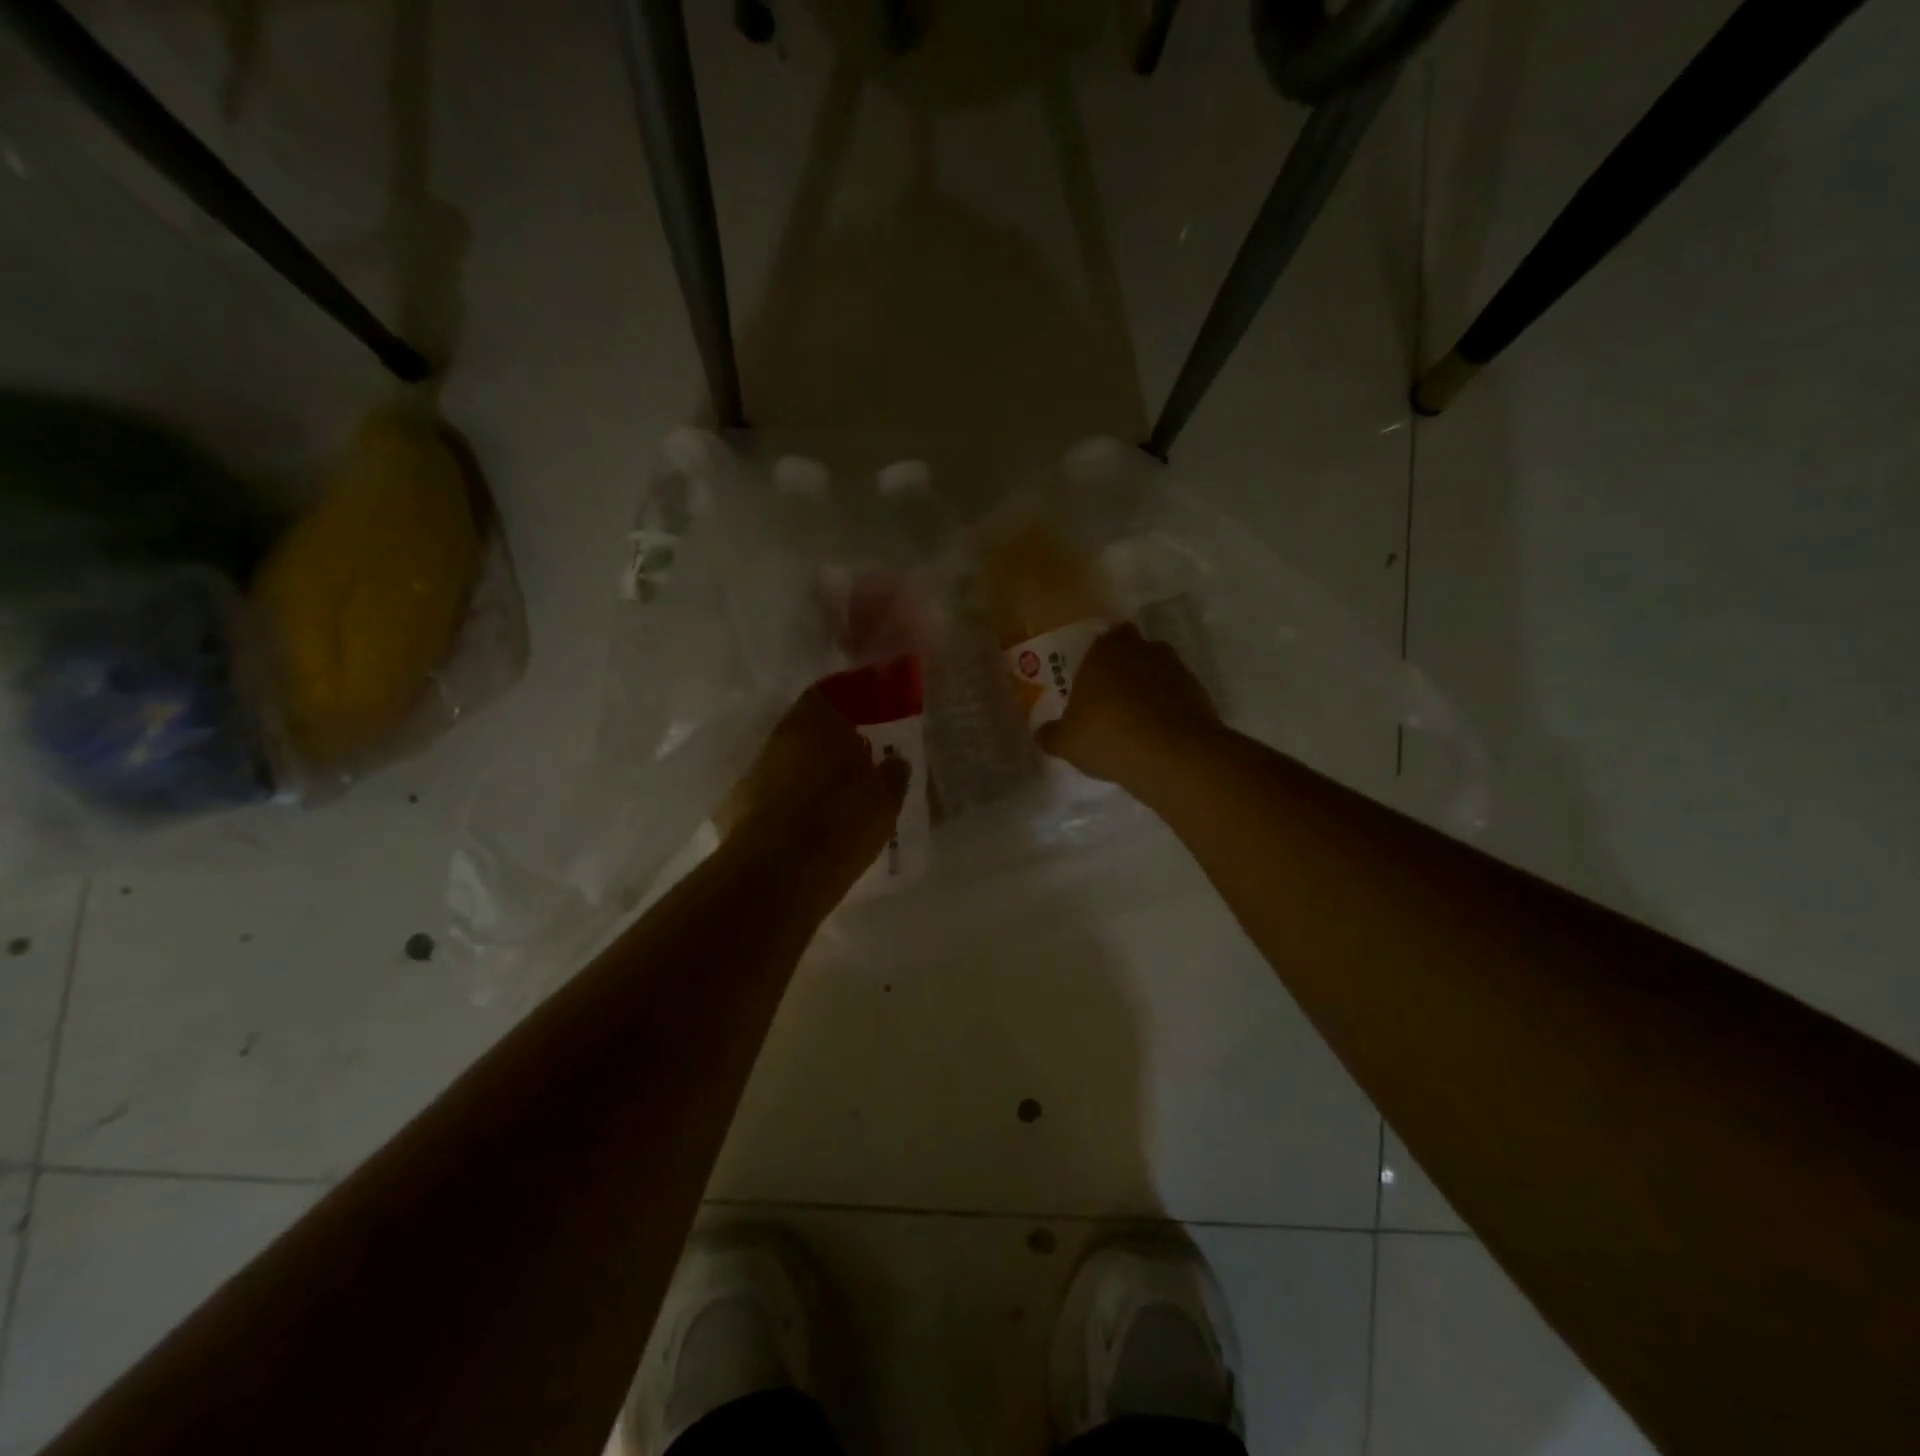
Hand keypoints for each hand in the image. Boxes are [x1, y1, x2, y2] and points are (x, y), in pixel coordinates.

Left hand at [726, 687, 910, 902]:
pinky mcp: (735, 809)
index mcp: (816, 722)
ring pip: (786, 763)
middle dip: (829, 743)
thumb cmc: (841, 823)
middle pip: (805, 730)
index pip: (828, 695)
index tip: (866, 718)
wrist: (777, 875)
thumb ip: (893, 773)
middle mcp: (779, 739)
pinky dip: (787, 804)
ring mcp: (753, 773)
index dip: (848, 704)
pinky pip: (770, 797)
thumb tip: (894, 761)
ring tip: (832, 798)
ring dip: (807, 774)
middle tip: (856, 760)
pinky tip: (804, 826)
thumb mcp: (885, 799)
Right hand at [1035, 623, 1220, 788]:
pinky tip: (1156, 734)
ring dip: (1147, 687)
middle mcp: (1142, 649)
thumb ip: (1051, 734)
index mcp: (1104, 650)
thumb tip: (1041, 732)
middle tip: (1109, 697)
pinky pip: (1176, 694)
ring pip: (1156, 671)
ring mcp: (1175, 668)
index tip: (1090, 678)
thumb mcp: (1067, 742)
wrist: (1172, 755)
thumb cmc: (1108, 736)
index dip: (1096, 657)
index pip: (1101, 638)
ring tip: (1134, 719)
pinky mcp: (1199, 692)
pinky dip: (1168, 707)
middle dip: (1123, 668)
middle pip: (1132, 650)